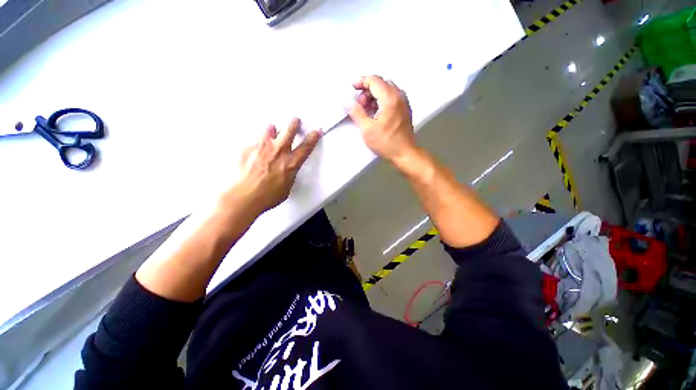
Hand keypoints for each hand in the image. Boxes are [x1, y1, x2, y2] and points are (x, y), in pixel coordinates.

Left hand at [223, 118, 320, 214]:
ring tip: (271, 135)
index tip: (317, 131)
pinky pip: (254, 139)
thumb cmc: (267, 196)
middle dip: (294, 123)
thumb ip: (289, 174)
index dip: (313, 137)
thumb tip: (287, 170)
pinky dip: (257, 143)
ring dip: (273, 131)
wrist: (243, 197)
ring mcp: (262, 147)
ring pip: (270, 128)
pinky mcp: (247, 147)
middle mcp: (278, 151)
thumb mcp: (286, 188)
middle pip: (290, 129)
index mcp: (290, 163)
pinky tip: (253, 153)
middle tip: (295, 121)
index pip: (306, 147)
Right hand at [349, 75, 417, 161]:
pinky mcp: (404, 109)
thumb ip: (356, 113)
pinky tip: (376, 112)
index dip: (361, 82)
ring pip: (387, 89)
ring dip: (374, 95)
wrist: (405, 153)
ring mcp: (404, 102)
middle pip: (381, 83)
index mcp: (390, 99)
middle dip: (367, 90)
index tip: (352, 88)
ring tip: (366, 109)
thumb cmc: (387, 143)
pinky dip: (382, 100)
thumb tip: (348, 102)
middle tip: (359, 104)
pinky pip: (392, 97)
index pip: (374, 80)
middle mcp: (399, 96)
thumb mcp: (367, 130)